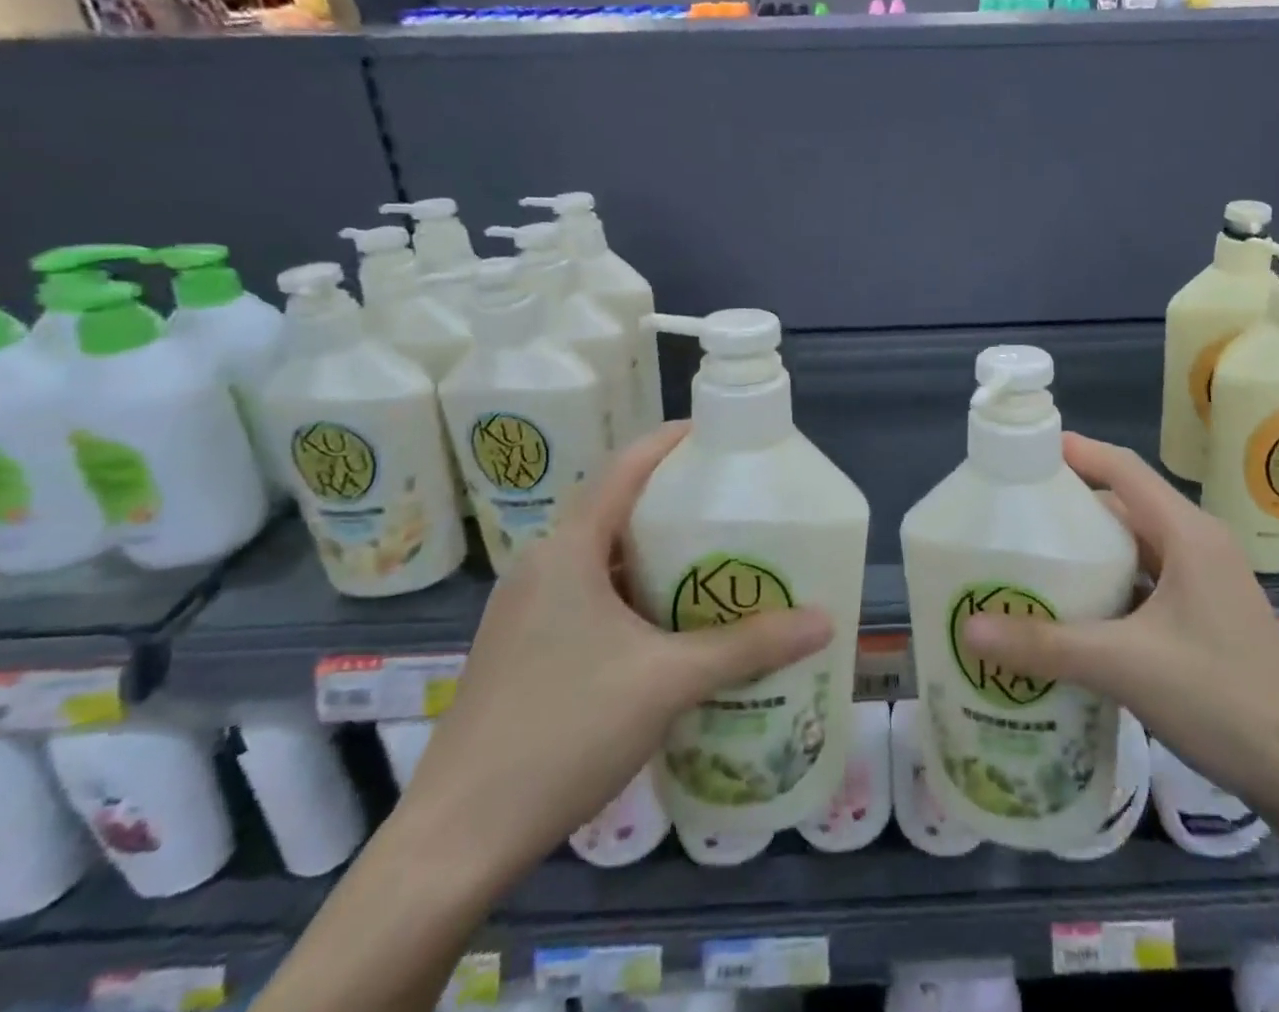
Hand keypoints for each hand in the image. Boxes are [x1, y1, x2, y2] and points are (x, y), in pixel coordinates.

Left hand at [397, 423, 832, 883]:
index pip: (626, 467)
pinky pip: (588, 596)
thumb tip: (824, 620)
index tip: (721, 436)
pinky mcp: (523, 648)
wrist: (454, 842)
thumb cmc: (562, 733)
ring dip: (656, 555)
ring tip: (714, 562)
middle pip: (617, 509)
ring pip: (604, 558)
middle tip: (735, 507)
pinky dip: (632, 594)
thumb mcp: (667, 682)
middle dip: (676, 504)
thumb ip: (748, 646)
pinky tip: (669, 627)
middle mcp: (542, 565)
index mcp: (567, 549)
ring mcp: (526, 609)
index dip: (673, 441)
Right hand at [961, 433, 1278, 813]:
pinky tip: (1075, 612)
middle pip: (1124, 505)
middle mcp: (1198, 545)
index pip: (1122, 467)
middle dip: (1069, 506)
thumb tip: (969, 629)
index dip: (1074, 452)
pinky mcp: (1205, 617)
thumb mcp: (1126, 667)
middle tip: (1011, 516)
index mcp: (1187, 533)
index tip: (1022, 453)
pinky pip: (1146, 582)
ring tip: (1031, 561)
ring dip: (1088, 551)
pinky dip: (1109, 586)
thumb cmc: (1225, 700)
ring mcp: (1205, 583)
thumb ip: (1046, 645)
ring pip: (1135, 547)